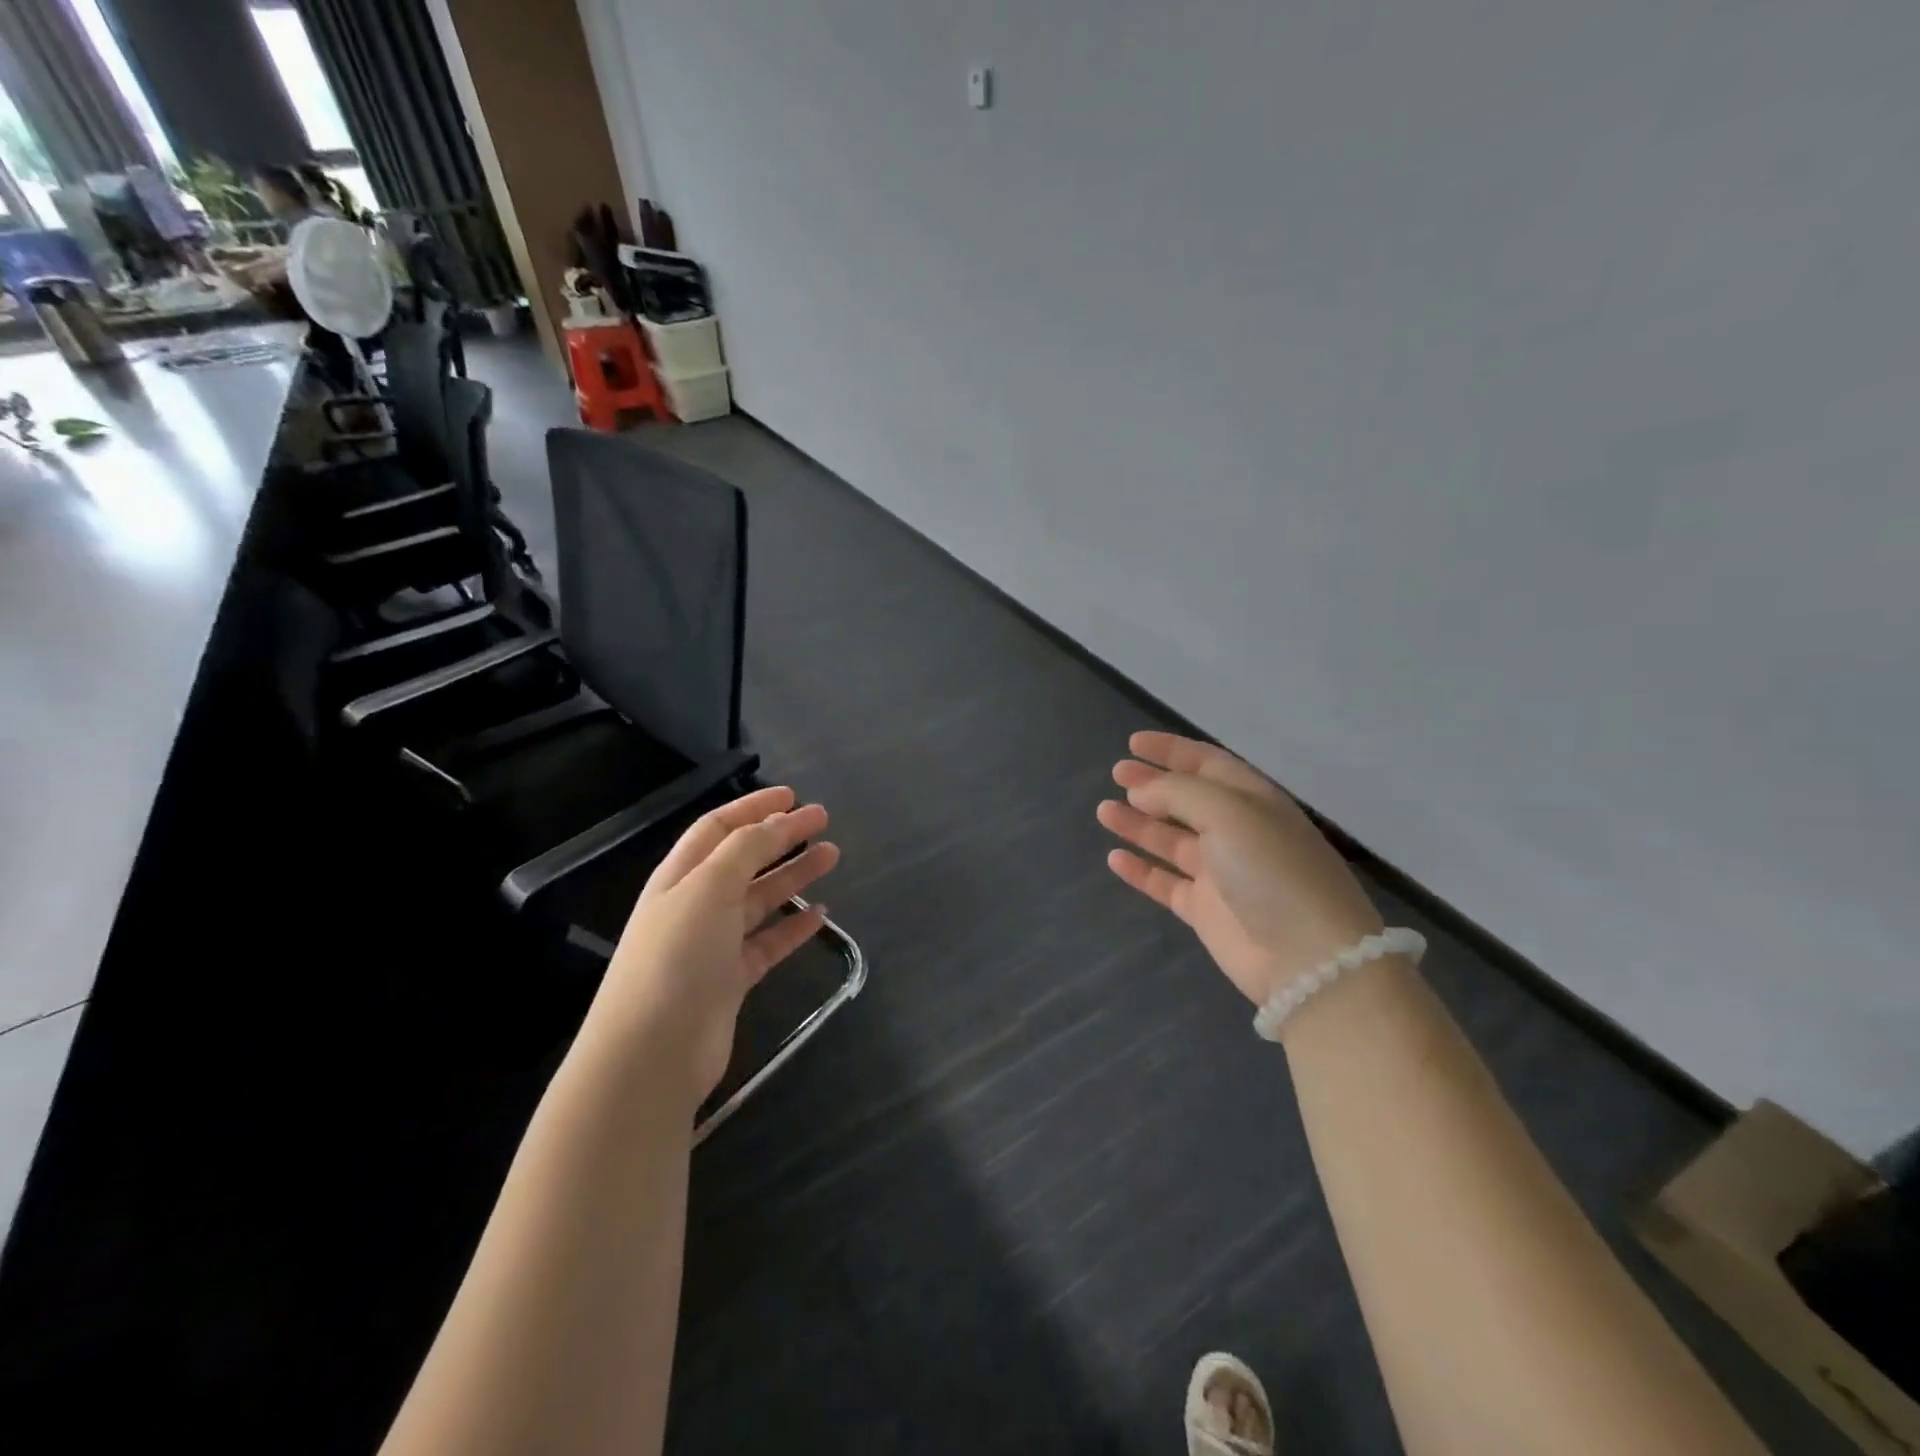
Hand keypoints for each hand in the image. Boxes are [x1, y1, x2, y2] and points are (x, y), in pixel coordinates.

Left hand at [597, 786, 838, 1102]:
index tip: (794, 796)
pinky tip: (820, 915)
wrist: (652, 1053)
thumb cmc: (676, 957)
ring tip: (832, 856)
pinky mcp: (732, 979)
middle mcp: (695, 905)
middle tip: (823, 821)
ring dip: (794, 876)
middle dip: (782, 836)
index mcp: (680, 876)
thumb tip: (777, 820)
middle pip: (744, 859)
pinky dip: (793, 927)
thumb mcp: (708, 888)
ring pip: (761, 899)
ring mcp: (714, 944)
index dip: (754, 807)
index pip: (719, 828)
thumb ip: (744, 850)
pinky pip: (769, 942)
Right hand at [1097, 732, 1382, 1005]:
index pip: (1208, 764)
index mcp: (1253, 801)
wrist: (1306, 957)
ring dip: (1139, 823)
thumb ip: (1178, 793)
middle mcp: (1237, 832)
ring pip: (1171, 840)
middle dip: (1152, 784)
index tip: (1134, 743)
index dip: (1172, 750)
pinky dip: (1140, 870)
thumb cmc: (1271, 869)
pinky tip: (1115, 858)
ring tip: (1104, 811)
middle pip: (1186, 800)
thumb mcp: (1229, 813)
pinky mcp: (1206, 910)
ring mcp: (1221, 873)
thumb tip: (1140, 791)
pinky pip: (1165, 882)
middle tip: (1116, 774)